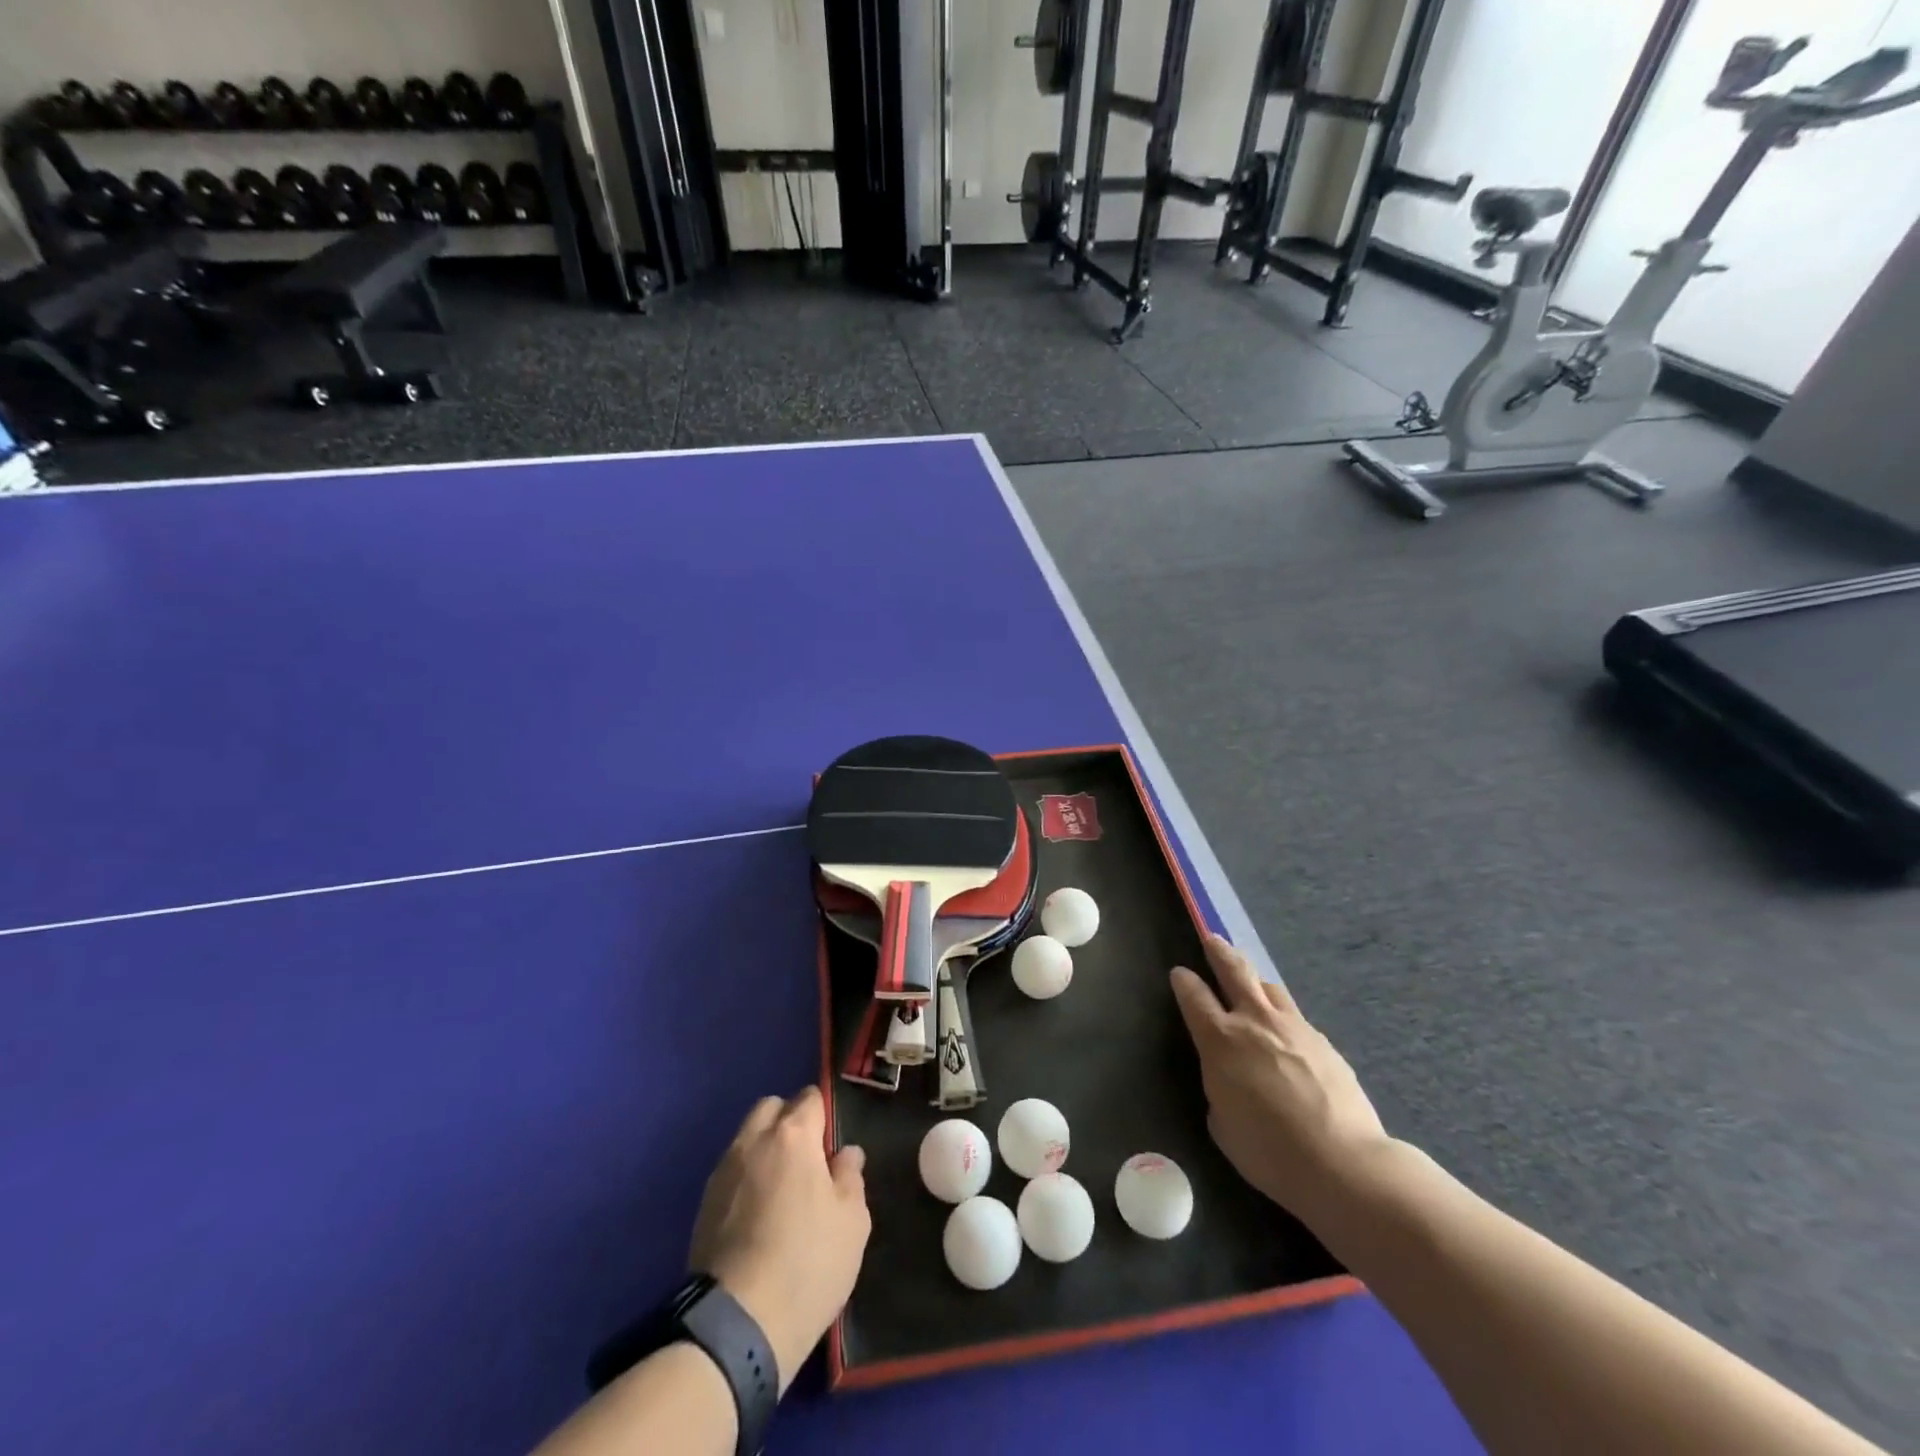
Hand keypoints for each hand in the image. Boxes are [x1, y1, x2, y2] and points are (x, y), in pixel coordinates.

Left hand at [687, 1086, 869, 1392]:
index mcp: (794, 1135)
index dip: (823, 1115)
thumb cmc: (808, 1264)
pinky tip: (757, 1214)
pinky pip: (730, 1171)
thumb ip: (850, 1178)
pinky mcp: (703, 1204)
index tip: (831, 1144)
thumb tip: (845, 1154)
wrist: (738, 1326)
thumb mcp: (852, 1222)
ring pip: (746, 1137)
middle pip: (771, 1107)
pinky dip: (745, 1178)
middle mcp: (753, 1140)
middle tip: (806, 1159)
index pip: (810, 1098)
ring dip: (764, 1149)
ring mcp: (723, 1171)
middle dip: (788, 1120)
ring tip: (780, 1189)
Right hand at [1170, 936, 1388, 1221]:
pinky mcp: (1324, 1042)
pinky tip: (1288, 1036)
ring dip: (1255, 981)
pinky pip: (1296, 1017)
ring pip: (1269, 987)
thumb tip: (1229, 1080)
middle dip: (1219, 952)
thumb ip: (1219, 1089)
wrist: (1343, 1163)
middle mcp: (1254, 1021)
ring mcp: (1293, 1027)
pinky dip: (1284, 1017)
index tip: (1179, 974)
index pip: (1193, 995)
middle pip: (1234, 970)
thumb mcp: (1223, 1124)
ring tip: (1252, 983)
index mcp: (1220, 1040)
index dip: (1183, 981)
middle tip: (1212, 940)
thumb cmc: (1269, 1152)